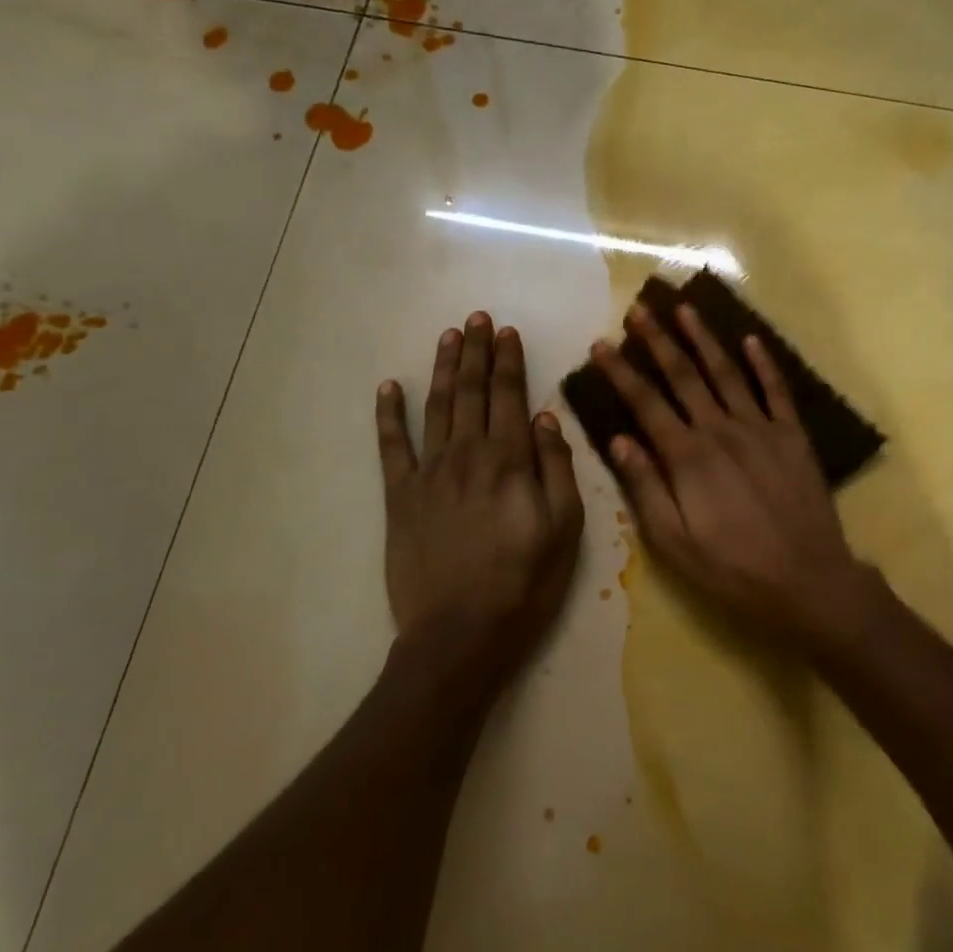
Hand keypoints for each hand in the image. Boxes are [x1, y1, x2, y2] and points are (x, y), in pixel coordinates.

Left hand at [377, 314, 584, 699]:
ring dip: (442, 369)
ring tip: (448, 337)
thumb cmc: (525, 583)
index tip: (507, 331)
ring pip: (436, 408)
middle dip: (476, 352)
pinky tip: (388, 387)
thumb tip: (547, 418)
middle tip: (476, 318)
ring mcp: (429, 473)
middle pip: (471, 392)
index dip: (509, 361)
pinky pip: (392, 447)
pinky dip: (389, 415)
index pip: (510, 397)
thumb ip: (556, 469)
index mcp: (510, 461)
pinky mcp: (400, 497)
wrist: (460, 634)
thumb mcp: (565, 529)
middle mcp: (468, 455)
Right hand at [592, 303, 872, 651]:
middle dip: (658, 340)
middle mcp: (721, 431)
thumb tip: (618, 440)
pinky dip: (764, 363)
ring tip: (685, 308)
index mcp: (687, 457)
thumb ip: (645, 487)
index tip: (601, 345)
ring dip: (704, 339)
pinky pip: (776, 390)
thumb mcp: (674, 541)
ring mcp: (761, 429)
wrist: (807, 580)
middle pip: (684, 376)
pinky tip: (751, 339)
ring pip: (727, 373)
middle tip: (639, 309)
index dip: (621, 372)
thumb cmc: (732, 568)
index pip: (646, 404)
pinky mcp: (792, 436)